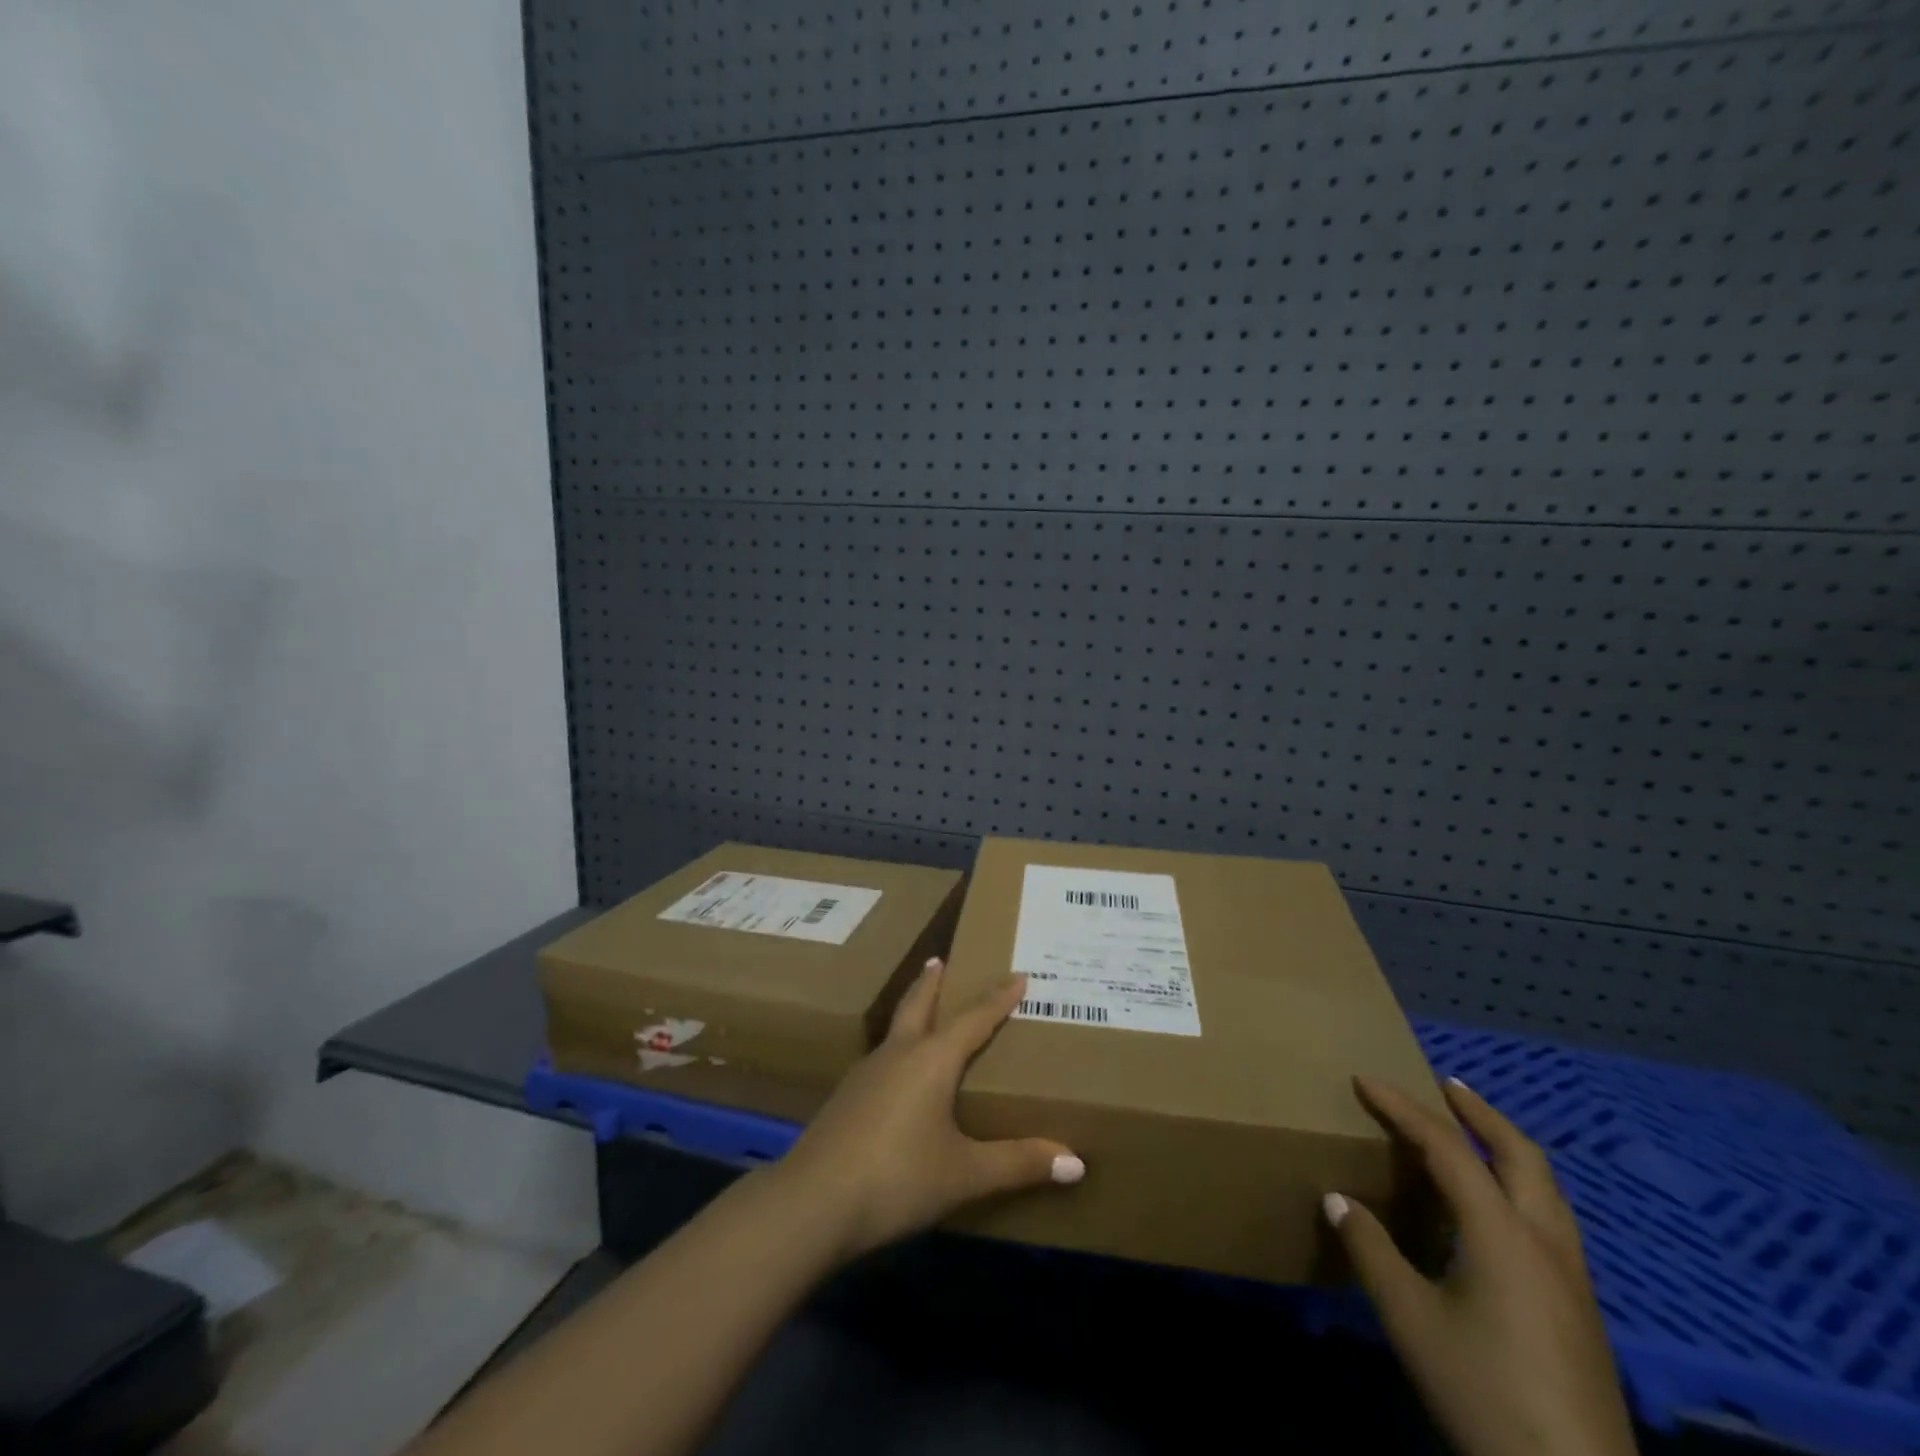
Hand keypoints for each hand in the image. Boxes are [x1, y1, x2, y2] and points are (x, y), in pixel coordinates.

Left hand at [772, 960, 1084, 1259]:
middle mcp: (898, 1054)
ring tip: (923, 1012)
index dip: (998, 998)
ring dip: (911, 1012)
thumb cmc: (898, 1178)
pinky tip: (896, 1073)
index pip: (974, 1018)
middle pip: (917, 1004)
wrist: (812, 1203)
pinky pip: (881, 1059)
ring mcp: (865, 1074)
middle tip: (940, 959)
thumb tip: (1076, 1162)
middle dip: (932, 982)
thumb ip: (1018, 1164)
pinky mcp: (846, 1098)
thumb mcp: (965, 1174)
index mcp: (931, 1060)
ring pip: (895, 1030)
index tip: (1018, 975)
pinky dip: (897, 1049)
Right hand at [1325, 1076, 1637, 1455]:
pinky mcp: (1580, 1309)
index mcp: (1503, 1234)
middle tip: (1444, 1085)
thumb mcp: (1410, 1320)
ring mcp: (1572, 1278)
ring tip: (1472, 1133)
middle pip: (1521, 1155)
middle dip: (1481, 1113)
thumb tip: (1338, 1199)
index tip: (1364, 1079)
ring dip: (1506, 1147)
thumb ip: (1372, 1251)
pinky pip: (1549, 1218)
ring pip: (1546, 1188)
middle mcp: (1545, 1242)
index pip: (1448, 1148)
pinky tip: (1495, 1209)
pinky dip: (1518, 1185)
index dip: (1403, 1108)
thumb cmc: (1485, 1392)